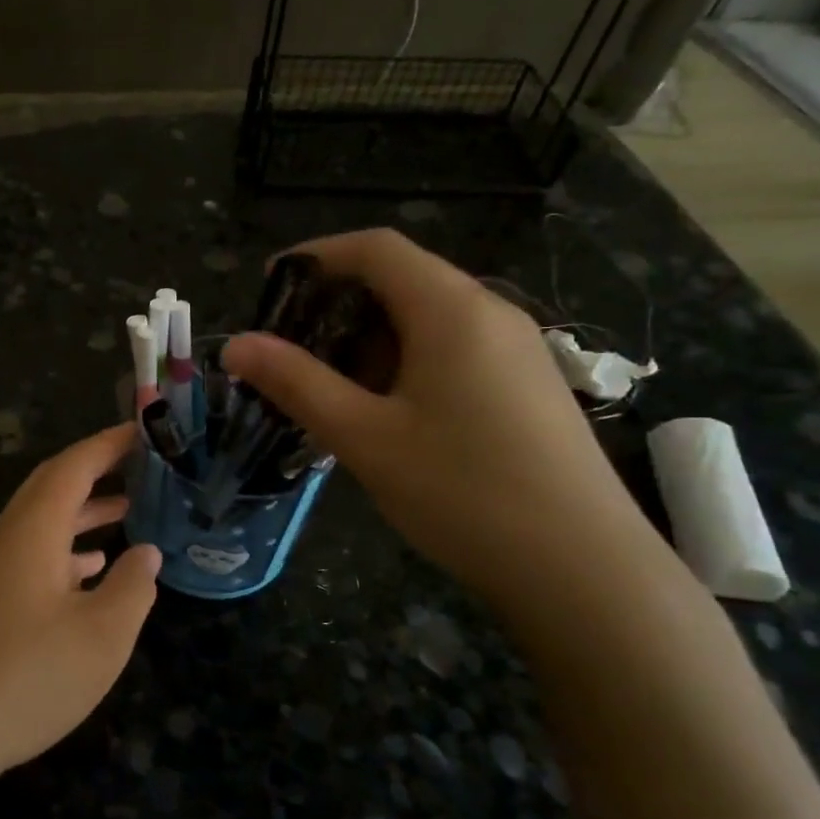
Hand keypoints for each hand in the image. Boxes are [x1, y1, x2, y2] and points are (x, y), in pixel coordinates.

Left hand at [0, 423, 161, 789]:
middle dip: (95, 469)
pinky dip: (67, 548)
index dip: (108, 445)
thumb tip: (146, 553)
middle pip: (52, 486)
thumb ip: (133, 586)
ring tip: (129, 509)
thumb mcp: (102, 635)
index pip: (73, 467)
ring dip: (83, 510)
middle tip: (139, 463)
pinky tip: (93, 570)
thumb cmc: (29, 677)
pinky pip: (33, 553)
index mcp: (33, 531)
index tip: (142, 431)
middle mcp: (9, 538)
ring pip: (43, 521)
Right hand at [221, 229, 657, 599]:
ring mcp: (517, 350)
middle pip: (403, 280)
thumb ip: (297, 383)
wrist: (583, 570)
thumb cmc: (463, 492)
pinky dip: (406, 364)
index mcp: (451, 309)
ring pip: (428, 320)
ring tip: (330, 390)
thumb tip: (236, 345)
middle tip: (290, 352)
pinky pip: (455, 351)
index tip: (270, 286)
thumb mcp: (364, 437)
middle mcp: (491, 313)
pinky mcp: (527, 387)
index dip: (317, 255)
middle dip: (338, 305)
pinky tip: (388, 415)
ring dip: (370, 341)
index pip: (376, 248)